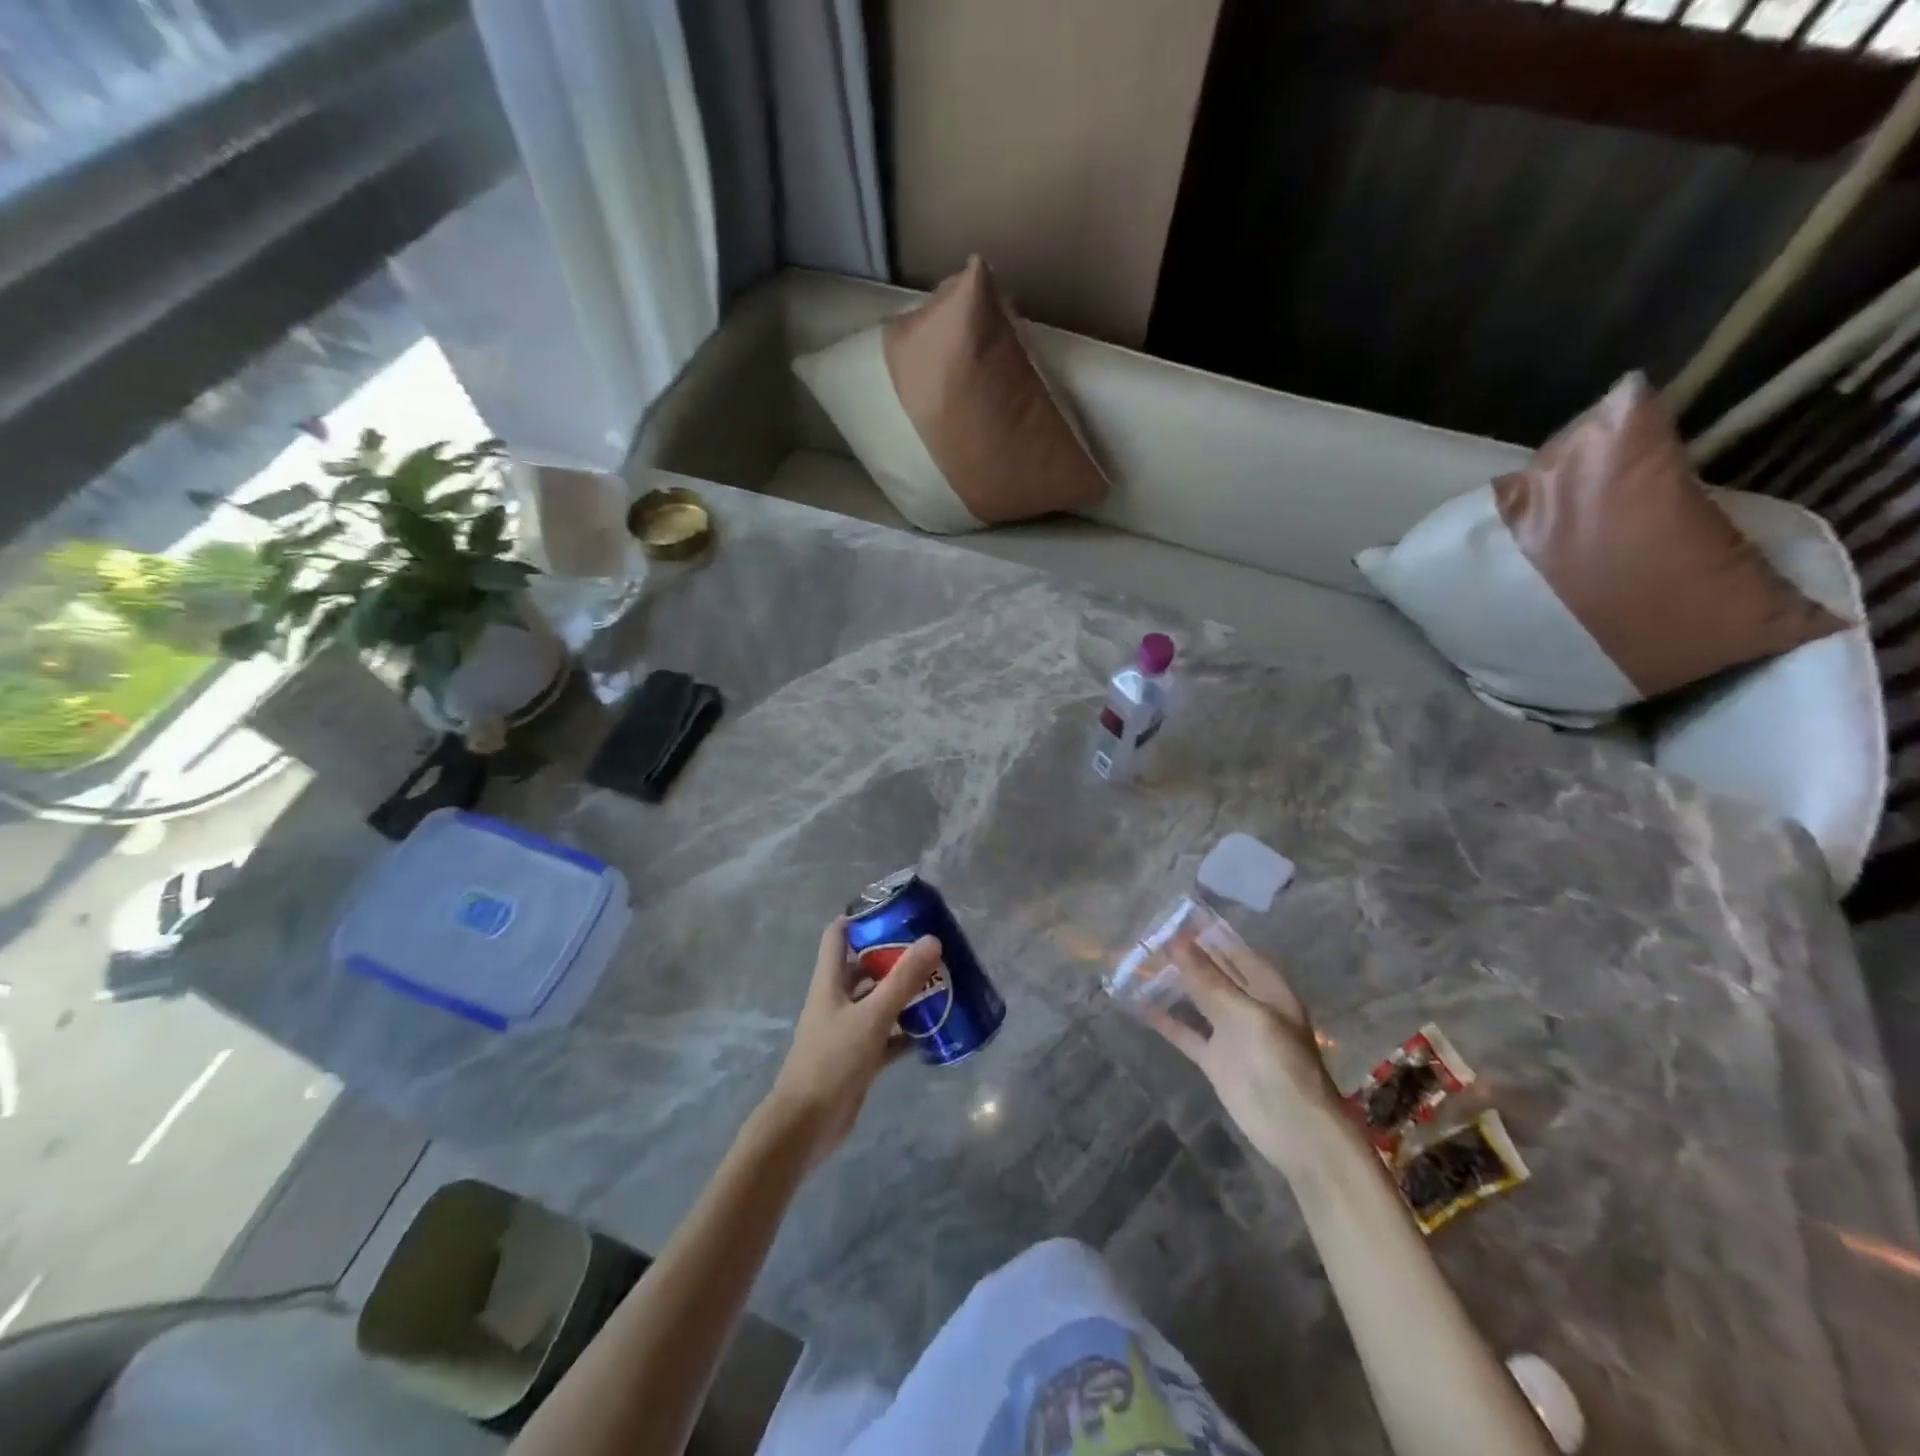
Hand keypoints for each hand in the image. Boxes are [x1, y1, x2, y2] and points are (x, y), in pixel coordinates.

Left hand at [761, 917, 941, 1170]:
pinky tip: (933, 1031)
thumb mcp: (872, 1016)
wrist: (806, 1125)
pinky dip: (906, 1032)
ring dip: (903, 994)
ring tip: (939, 984)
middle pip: (864, 967)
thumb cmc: (832, 1061)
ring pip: (878, 1002)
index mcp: (830, 982)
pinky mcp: (858, 1058)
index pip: (838, 935)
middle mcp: (836, 1000)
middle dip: (893, 957)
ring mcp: (847, 1030)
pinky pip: (886, 1036)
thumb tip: (932, 940)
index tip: (894, 910)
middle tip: (929, 949)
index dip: (860, 917)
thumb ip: (902, 980)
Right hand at [1142, 929, 1346, 1175]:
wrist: (1295, 1130)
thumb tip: (1177, 940)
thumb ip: (1208, 979)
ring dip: (1172, 983)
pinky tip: (1138, 1004)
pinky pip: (1185, 1032)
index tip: (1173, 916)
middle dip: (1185, 955)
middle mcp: (1249, 1005)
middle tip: (1147, 935)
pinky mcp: (1214, 1059)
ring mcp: (1230, 1033)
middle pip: (1213, 973)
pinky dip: (1164, 1019)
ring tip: (1138, 962)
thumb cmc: (1279, 1063)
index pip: (1233, 950)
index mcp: (1268, 989)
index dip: (1206, 934)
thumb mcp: (1245, 1014)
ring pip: (1196, 999)